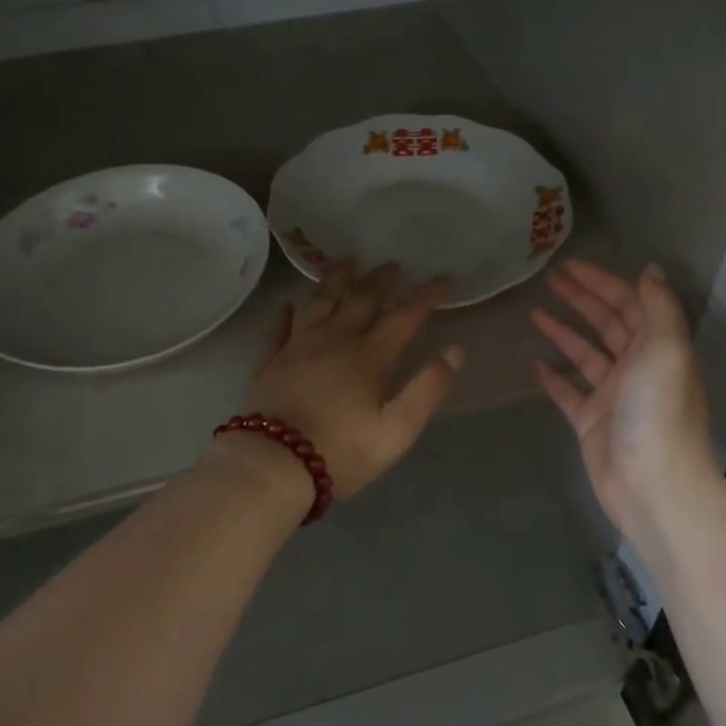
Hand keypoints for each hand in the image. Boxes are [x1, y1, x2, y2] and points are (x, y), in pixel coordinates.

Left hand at [242, 261, 464, 499]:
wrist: (273, 464)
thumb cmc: (341, 450)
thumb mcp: (397, 429)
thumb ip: (427, 388)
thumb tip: (455, 351)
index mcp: (369, 356)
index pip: (403, 317)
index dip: (425, 297)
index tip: (442, 279)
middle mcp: (334, 340)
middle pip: (360, 300)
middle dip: (380, 280)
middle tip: (392, 264)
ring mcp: (298, 347)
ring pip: (319, 302)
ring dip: (336, 280)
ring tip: (346, 262)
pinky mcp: (270, 361)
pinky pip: (279, 328)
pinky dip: (286, 312)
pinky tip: (288, 304)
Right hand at [532, 260, 716, 541]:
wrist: (652, 483)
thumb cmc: (658, 410)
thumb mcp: (666, 348)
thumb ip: (659, 306)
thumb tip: (650, 269)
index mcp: (657, 348)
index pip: (630, 304)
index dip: (603, 282)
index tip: (572, 265)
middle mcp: (637, 367)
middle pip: (607, 323)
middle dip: (582, 299)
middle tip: (550, 279)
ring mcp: (612, 396)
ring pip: (585, 354)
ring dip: (564, 331)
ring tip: (535, 312)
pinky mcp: (591, 422)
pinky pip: (569, 392)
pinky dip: (554, 377)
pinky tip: (535, 363)